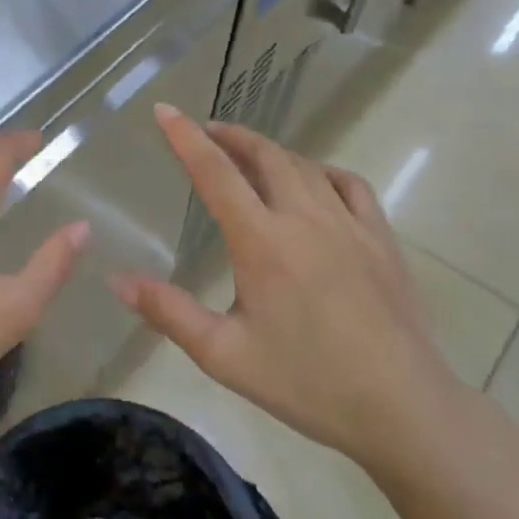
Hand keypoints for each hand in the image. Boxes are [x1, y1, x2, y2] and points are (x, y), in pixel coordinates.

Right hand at [110, 105, 460, 469]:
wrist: (402, 408)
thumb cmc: (306, 383)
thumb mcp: (224, 354)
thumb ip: (168, 312)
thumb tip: (116, 279)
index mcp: (262, 242)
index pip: (216, 173)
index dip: (186, 138)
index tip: (165, 110)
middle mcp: (305, 219)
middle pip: (264, 156)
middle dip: (230, 136)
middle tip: (205, 132)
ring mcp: (349, 225)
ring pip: (304, 166)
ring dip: (270, 151)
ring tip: (248, 154)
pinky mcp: (381, 239)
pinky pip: (349, 185)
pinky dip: (322, 171)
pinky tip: (314, 182)